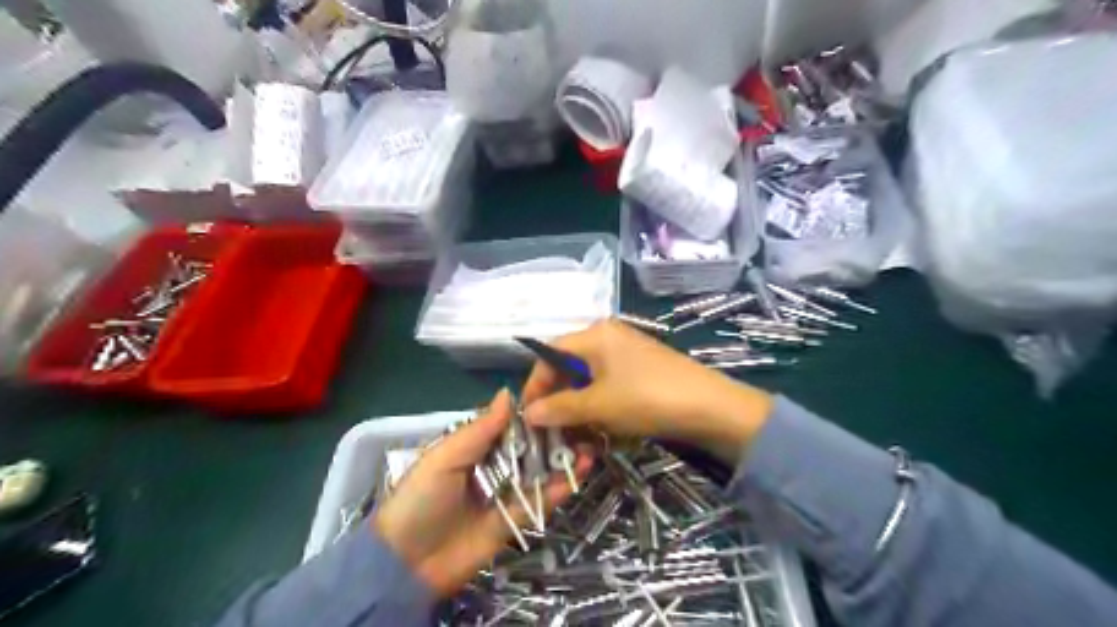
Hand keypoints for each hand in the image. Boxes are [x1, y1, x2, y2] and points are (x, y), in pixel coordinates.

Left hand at [373, 392, 591, 597]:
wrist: (407, 564)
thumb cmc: (420, 500)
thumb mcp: (444, 458)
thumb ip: (479, 430)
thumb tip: (508, 393)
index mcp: (475, 449)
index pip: (510, 427)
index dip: (534, 415)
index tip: (560, 400)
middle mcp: (494, 468)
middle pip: (530, 449)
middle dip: (555, 437)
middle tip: (583, 424)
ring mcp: (505, 495)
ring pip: (539, 474)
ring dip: (563, 461)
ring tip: (589, 446)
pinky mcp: (514, 522)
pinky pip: (539, 503)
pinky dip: (559, 490)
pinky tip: (578, 474)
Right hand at [522, 321, 769, 462]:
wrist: (711, 407)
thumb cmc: (647, 398)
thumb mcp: (598, 405)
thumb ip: (560, 407)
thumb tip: (529, 414)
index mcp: (595, 335)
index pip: (550, 353)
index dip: (536, 384)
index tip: (529, 414)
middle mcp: (609, 337)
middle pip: (570, 366)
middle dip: (560, 400)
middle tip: (554, 430)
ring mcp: (629, 353)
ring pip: (591, 380)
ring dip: (581, 408)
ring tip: (580, 436)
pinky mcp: (644, 370)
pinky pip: (611, 386)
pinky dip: (602, 407)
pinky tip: (605, 430)